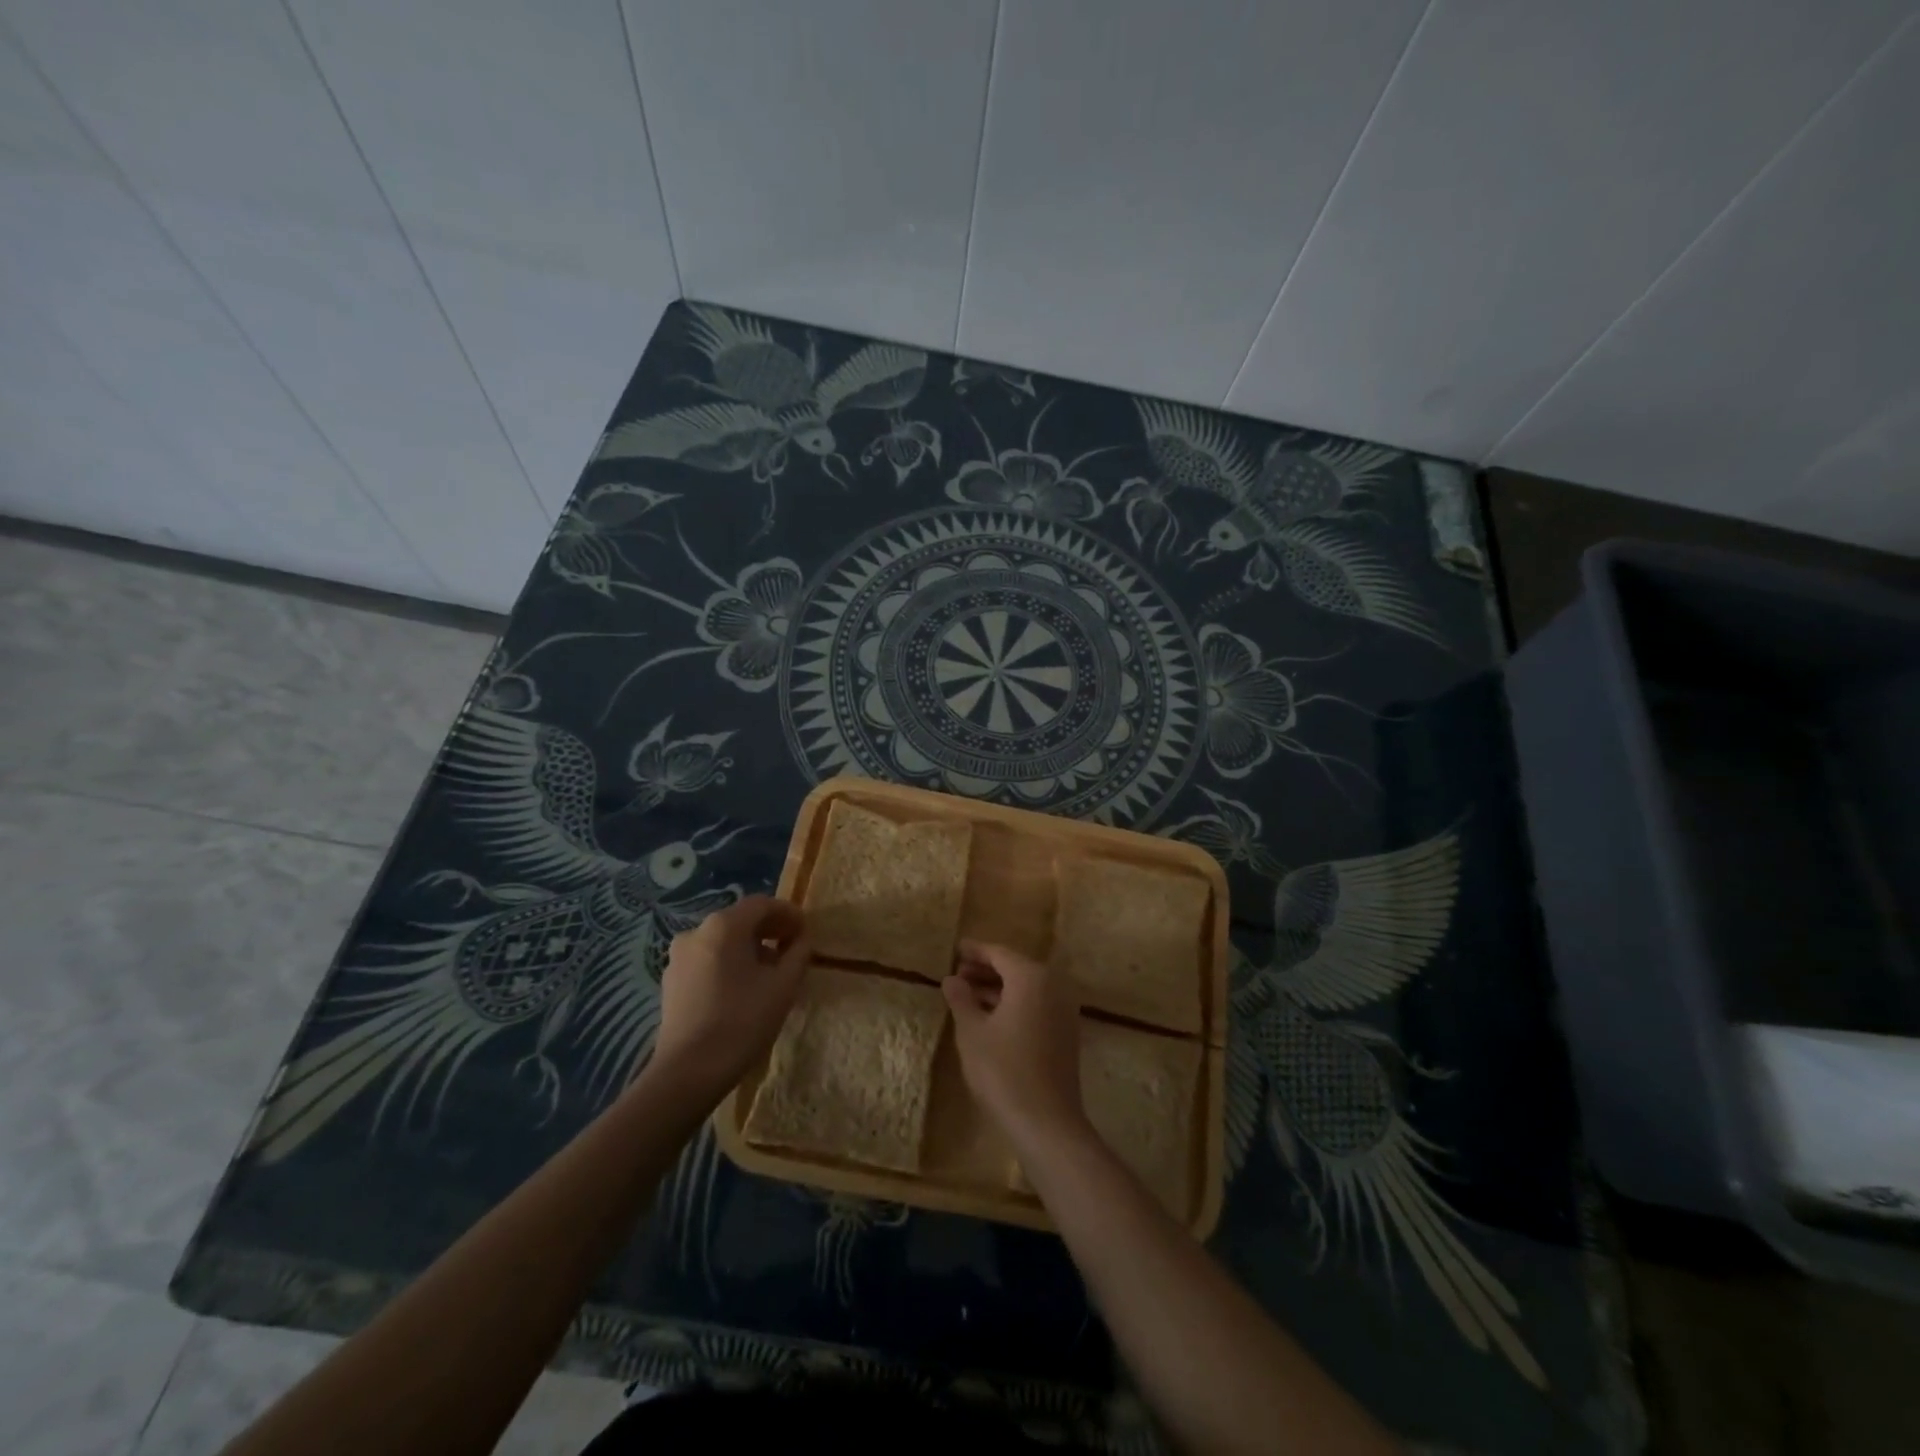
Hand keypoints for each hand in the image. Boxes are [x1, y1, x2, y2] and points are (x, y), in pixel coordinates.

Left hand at [650, 895, 808, 1099]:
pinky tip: (743, 987)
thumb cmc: (742, 1021)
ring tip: (770, 971)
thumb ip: (798, 954)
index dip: (788, 913)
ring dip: (749, 947)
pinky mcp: (671, 980)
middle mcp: (697, 931)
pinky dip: (729, 963)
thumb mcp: (783, 986)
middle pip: (740, 919)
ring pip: (723, 940)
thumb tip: (801, 939)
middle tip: (792, 948)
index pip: (762, 904)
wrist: (688, 1072)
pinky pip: (708, 959)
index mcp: (724, 926)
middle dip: (769, 930)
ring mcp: (679, 956)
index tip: (806, 931)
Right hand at [943, 941, 1086, 1151]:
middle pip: (1015, 968)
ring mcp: (1064, 1009)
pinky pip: (1037, 1004)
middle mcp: (1053, 986)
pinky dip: (1014, 1003)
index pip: (999, 953)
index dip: (975, 951)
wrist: (1046, 1121)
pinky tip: (991, 1017)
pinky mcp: (1066, 1032)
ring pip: (1027, 988)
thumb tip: (952, 979)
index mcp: (1031, 978)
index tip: (955, 949)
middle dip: (986, 970)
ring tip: (968, 995)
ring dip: (999, 988)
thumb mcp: (972, 1032)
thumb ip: (961, 999)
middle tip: (958, 974)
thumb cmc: (1003, 1071)